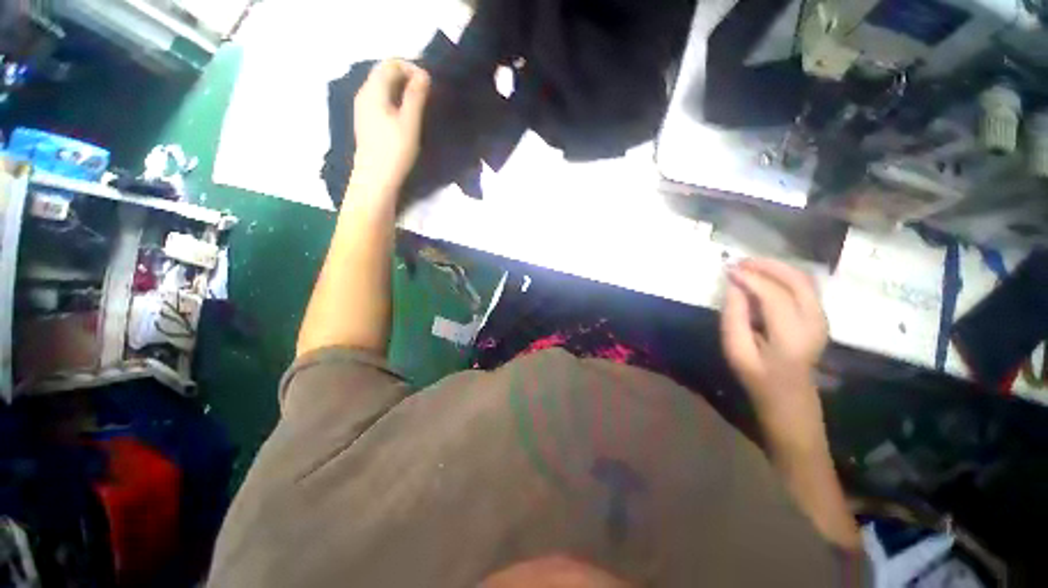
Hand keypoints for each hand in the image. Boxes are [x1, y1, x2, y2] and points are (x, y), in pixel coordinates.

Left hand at [351, 60, 430, 193]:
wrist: (375, 179)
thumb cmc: (394, 150)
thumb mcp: (409, 122)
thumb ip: (416, 96)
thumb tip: (423, 74)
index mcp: (373, 90)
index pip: (391, 64)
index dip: (411, 67)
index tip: (428, 83)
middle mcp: (364, 93)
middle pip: (384, 73)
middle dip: (406, 77)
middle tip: (426, 93)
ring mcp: (363, 108)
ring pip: (382, 87)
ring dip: (401, 89)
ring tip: (419, 104)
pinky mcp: (366, 121)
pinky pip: (380, 100)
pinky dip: (394, 100)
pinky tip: (405, 115)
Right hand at [720, 258, 827, 444]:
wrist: (791, 402)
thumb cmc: (758, 380)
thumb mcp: (736, 352)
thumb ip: (733, 317)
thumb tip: (733, 286)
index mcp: (792, 336)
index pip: (774, 294)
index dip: (750, 278)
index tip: (727, 269)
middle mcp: (815, 322)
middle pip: (797, 279)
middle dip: (767, 265)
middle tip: (739, 262)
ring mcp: (822, 319)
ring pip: (804, 279)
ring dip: (777, 268)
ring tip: (749, 267)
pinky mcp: (819, 318)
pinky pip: (805, 287)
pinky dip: (784, 276)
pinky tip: (764, 278)